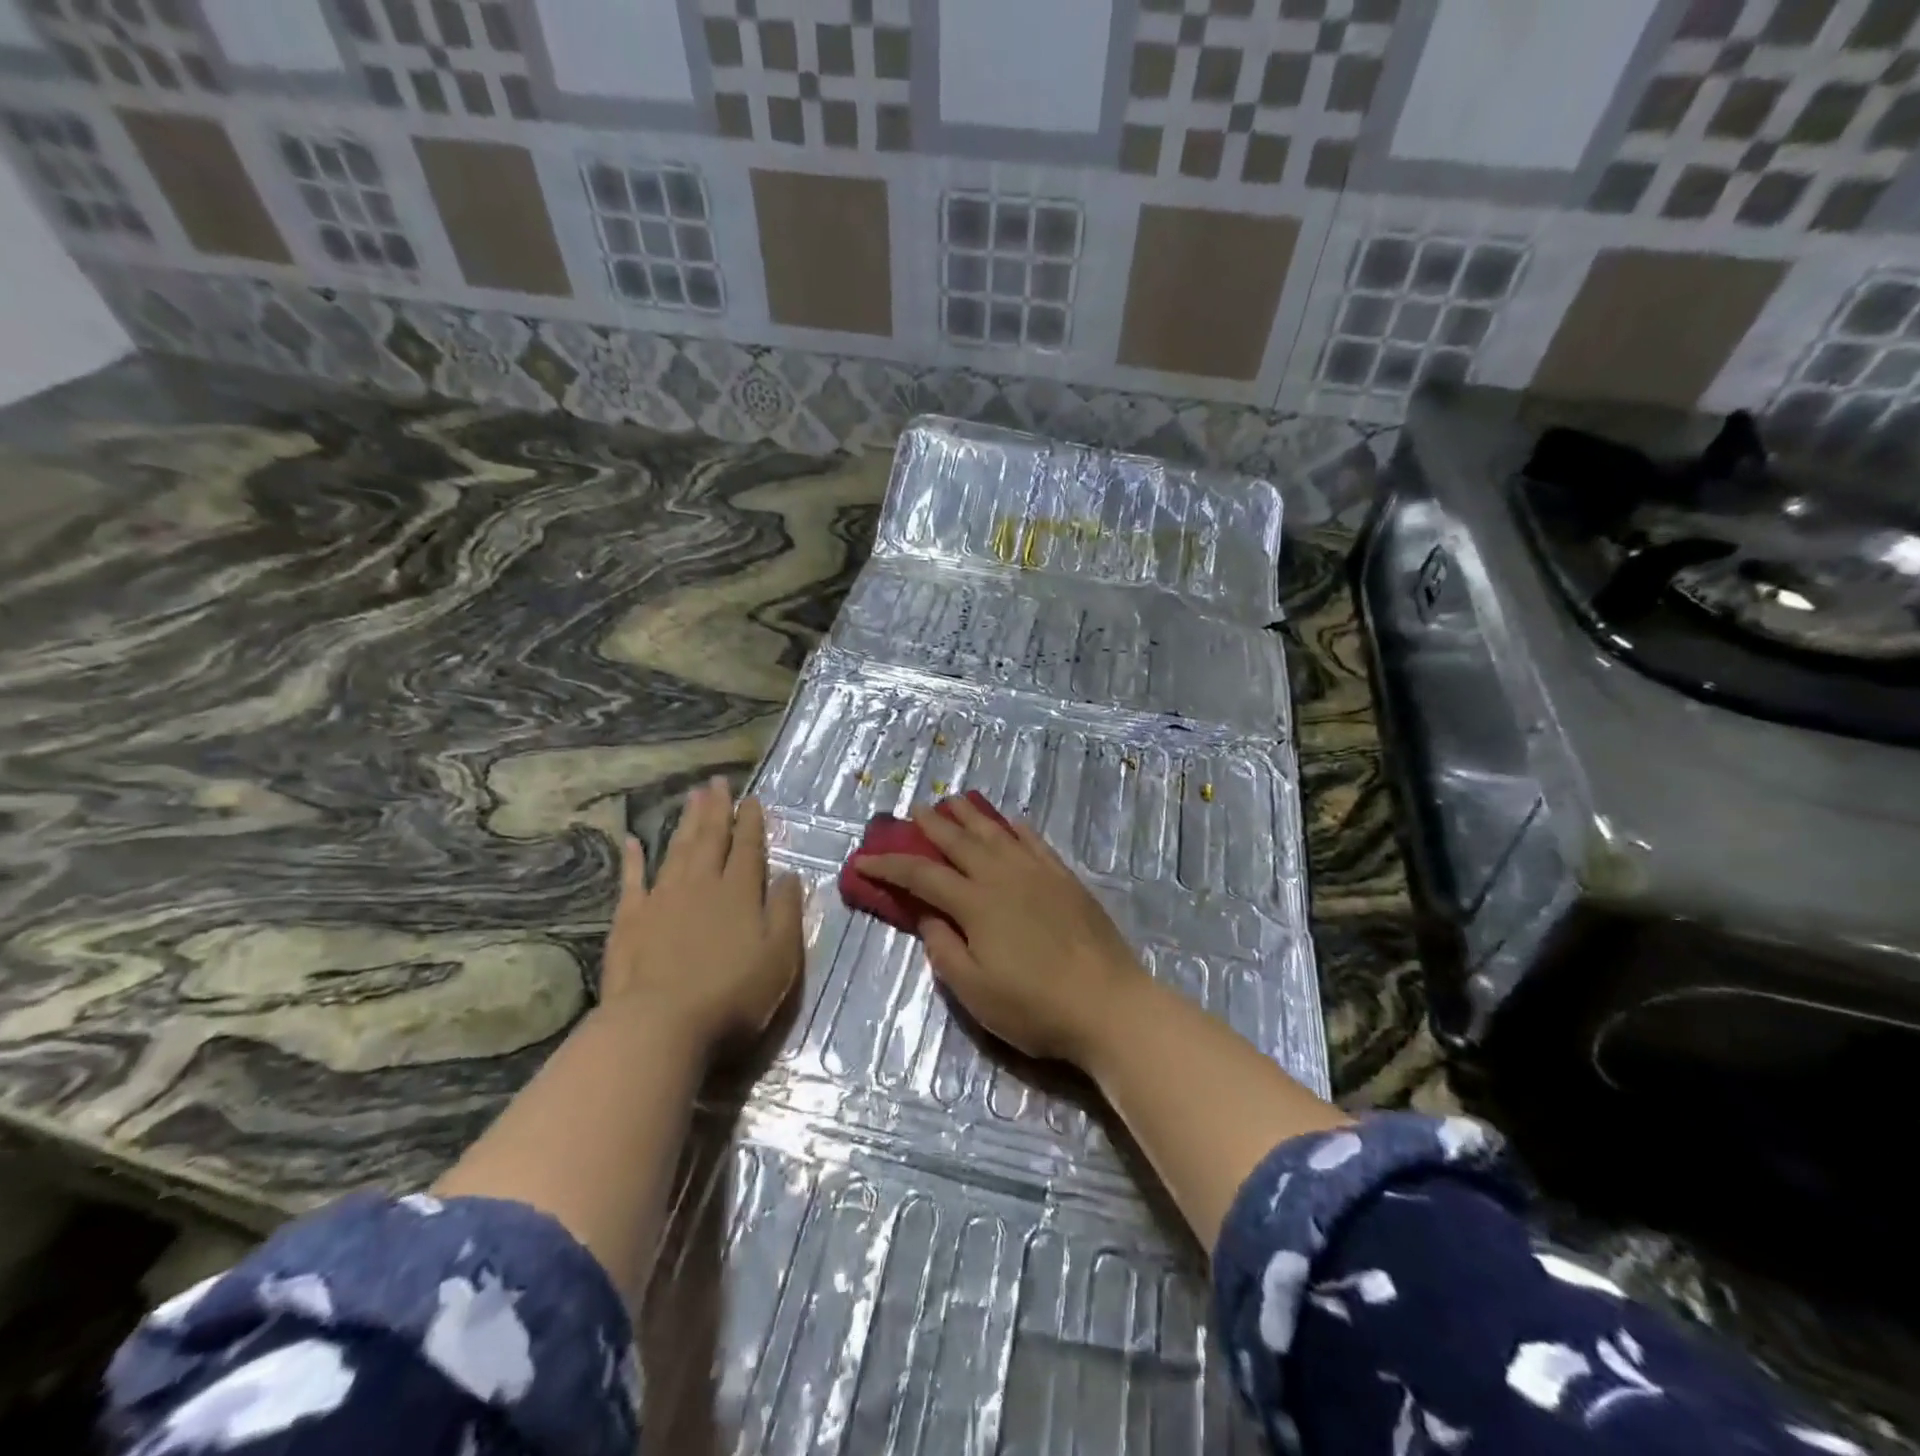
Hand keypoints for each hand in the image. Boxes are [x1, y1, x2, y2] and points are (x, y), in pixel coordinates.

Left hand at [600, 777, 803, 1058]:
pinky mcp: (630, 920)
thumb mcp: (780, 956)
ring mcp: (662, 899)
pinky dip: (633, 859)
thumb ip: (787, 911)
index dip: (751, 822)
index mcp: (740, 892)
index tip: (752, 799)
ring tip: (691, 796)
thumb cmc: (732, 995)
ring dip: (685, 822)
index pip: (748, 848)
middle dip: (716, 809)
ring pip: (676, 850)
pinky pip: (632, 880)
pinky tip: (633, 841)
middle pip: (710, 839)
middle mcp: (701, 885)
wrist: (660, 1025)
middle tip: (717, 781)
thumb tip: (791, 875)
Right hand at [858, 798, 1145, 1064]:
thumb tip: (928, 914)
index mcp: (975, 903)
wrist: (1108, 1003)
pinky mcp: (1065, 878)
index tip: (863, 860)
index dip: (889, 866)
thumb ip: (944, 949)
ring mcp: (1037, 873)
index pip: (921, 876)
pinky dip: (1017, 828)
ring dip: (971, 815)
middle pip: (959, 842)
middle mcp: (1002, 876)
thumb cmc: (1034, 1006)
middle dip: (932, 824)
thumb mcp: (975, 991)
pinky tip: (1011, 822)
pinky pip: (1035, 842)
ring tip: (954, 801)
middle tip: (914, 809)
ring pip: (996, 833)